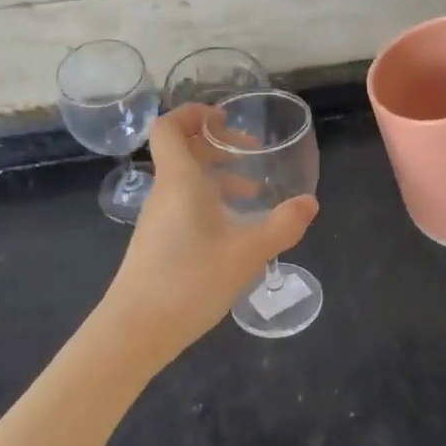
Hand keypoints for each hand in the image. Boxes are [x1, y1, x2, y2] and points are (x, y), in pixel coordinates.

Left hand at [102, 103, 317, 365]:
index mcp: (180, 180)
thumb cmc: (189, 281)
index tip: (225, 119)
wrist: (135, 331)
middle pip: (182, 151)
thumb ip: (281, 226)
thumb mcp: (246, 253)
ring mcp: (158, 219)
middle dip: (217, 144)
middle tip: (252, 152)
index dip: (194, 113)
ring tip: (255, 192)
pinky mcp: (158, 243)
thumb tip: (310, 203)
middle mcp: (165, 192)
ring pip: (186, 181)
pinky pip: (184, 205)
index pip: (170, 126)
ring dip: (218, 176)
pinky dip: (210, 202)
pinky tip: (235, 229)